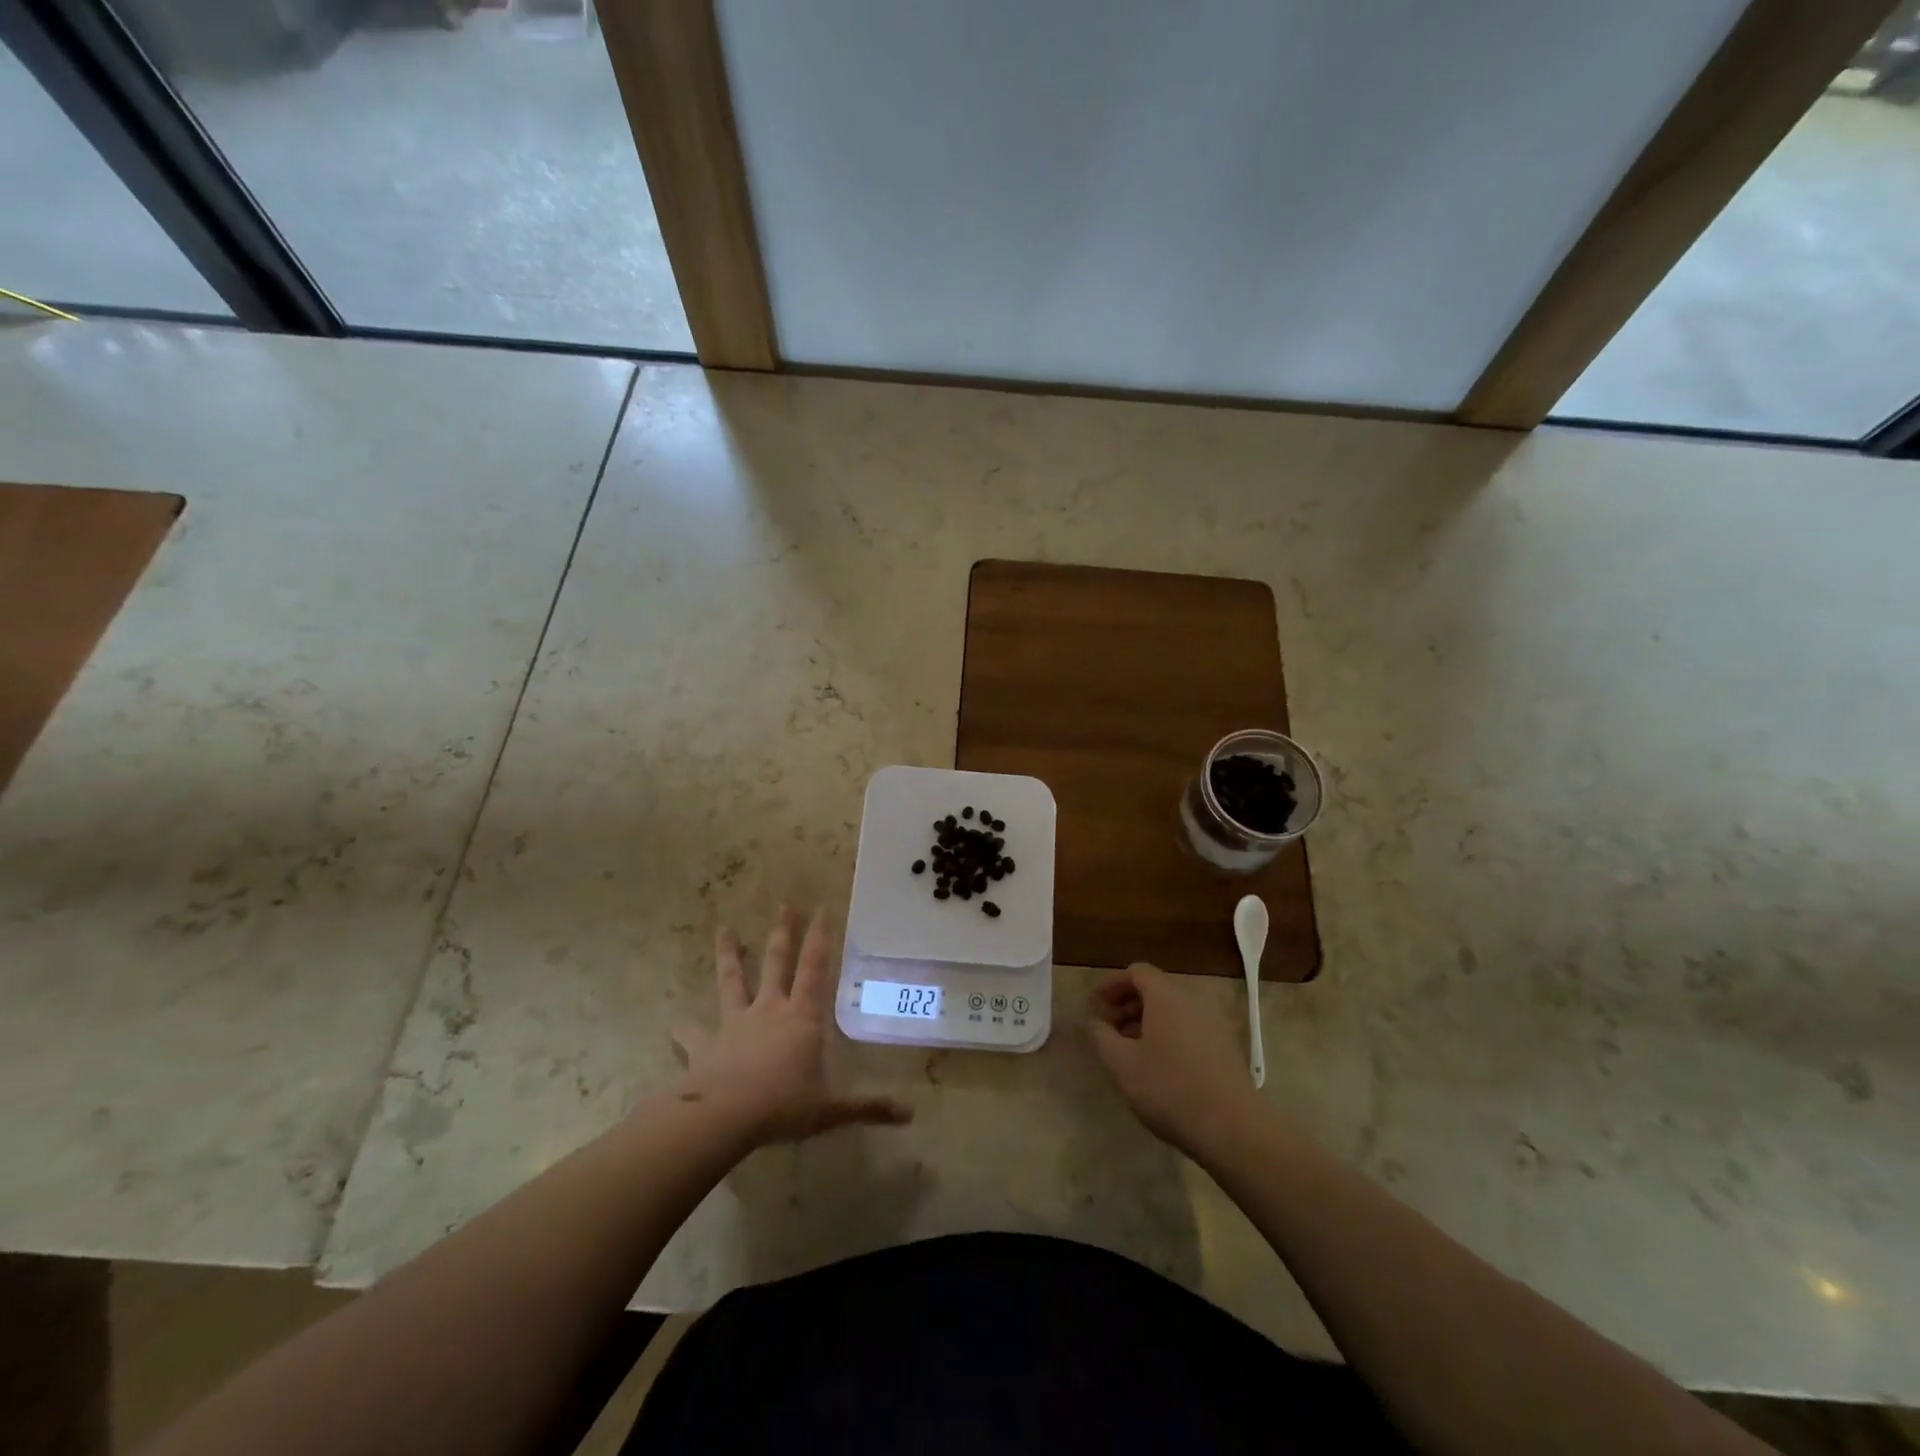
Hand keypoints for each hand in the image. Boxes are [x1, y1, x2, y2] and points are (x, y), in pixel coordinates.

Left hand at [672, 907, 911, 1146]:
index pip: (815, 968)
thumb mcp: (831, 1109)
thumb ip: (868, 1107)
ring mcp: (735, 1023)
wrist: (724, 1115)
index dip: (820, 938)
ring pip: (732, 981)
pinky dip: (684, 1029)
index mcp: (802, 1017)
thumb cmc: (783, 1105)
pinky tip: (675, 1025)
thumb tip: (911, 1114)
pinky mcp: (705, 1044)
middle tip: (784, 905)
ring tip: (723, 930)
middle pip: (777, 963)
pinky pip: (692, 1033)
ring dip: (729, 955)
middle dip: (783, 932)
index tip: (821, 908)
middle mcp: (769, 1010)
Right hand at [1089, 962, 1262, 1158]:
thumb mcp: (1122, 1064)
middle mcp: (1193, 1001)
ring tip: (1130, 1051)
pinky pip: (1189, 1028)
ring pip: (1173, 1011)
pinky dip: (1168, 1035)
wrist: (1233, 1128)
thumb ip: (1101, 1036)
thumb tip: (1095, 1022)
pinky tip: (1159, 1066)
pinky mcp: (1226, 1048)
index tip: (1095, 1007)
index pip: (1137, 972)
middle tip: (1108, 1030)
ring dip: (1147, 1022)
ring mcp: (1214, 1024)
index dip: (1112, 985)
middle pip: (1156, 990)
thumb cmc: (1169, 1089)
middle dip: (1127, 1005)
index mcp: (1166, 996)